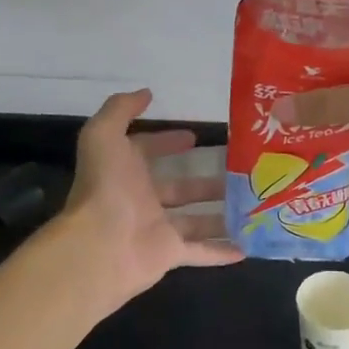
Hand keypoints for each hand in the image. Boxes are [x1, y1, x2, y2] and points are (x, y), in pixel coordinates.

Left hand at [62, 89, 243, 306]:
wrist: (99, 244)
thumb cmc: (105, 186)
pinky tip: (247, 246)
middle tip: (236, 170)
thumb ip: (121, 109)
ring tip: (249, 203)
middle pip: (178, 188)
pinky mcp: (170, 254)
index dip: (167, 142)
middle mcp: (141, 199)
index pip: (147, 151)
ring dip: (219, 214)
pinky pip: (201, 252)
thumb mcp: (104, 134)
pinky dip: (222, 251)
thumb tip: (146, 93)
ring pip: (194, 220)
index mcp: (125, 171)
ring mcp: (157, 229)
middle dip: (203, 180)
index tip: (195, 137)